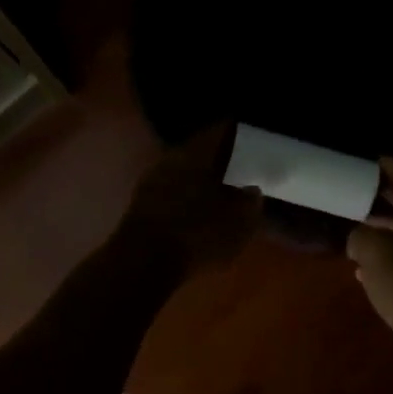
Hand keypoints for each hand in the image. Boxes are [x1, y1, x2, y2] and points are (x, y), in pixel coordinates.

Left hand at [121, 123, 262, 276]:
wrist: (143, 264)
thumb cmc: (198, 234)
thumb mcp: (238, 222)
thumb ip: (249, 202)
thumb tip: (252, 190)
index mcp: (197, 152)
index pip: (221, 130)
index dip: (238, 133)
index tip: (252, 139)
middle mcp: (171, 158)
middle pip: (200, 151)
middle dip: (219, 160)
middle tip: (240, 169)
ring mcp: (151, 182)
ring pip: (184, 173)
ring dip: (201, 181)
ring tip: (221, 194)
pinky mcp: (140, 206)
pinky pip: (171, 193)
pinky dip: (186, 199)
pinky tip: (197, 214)